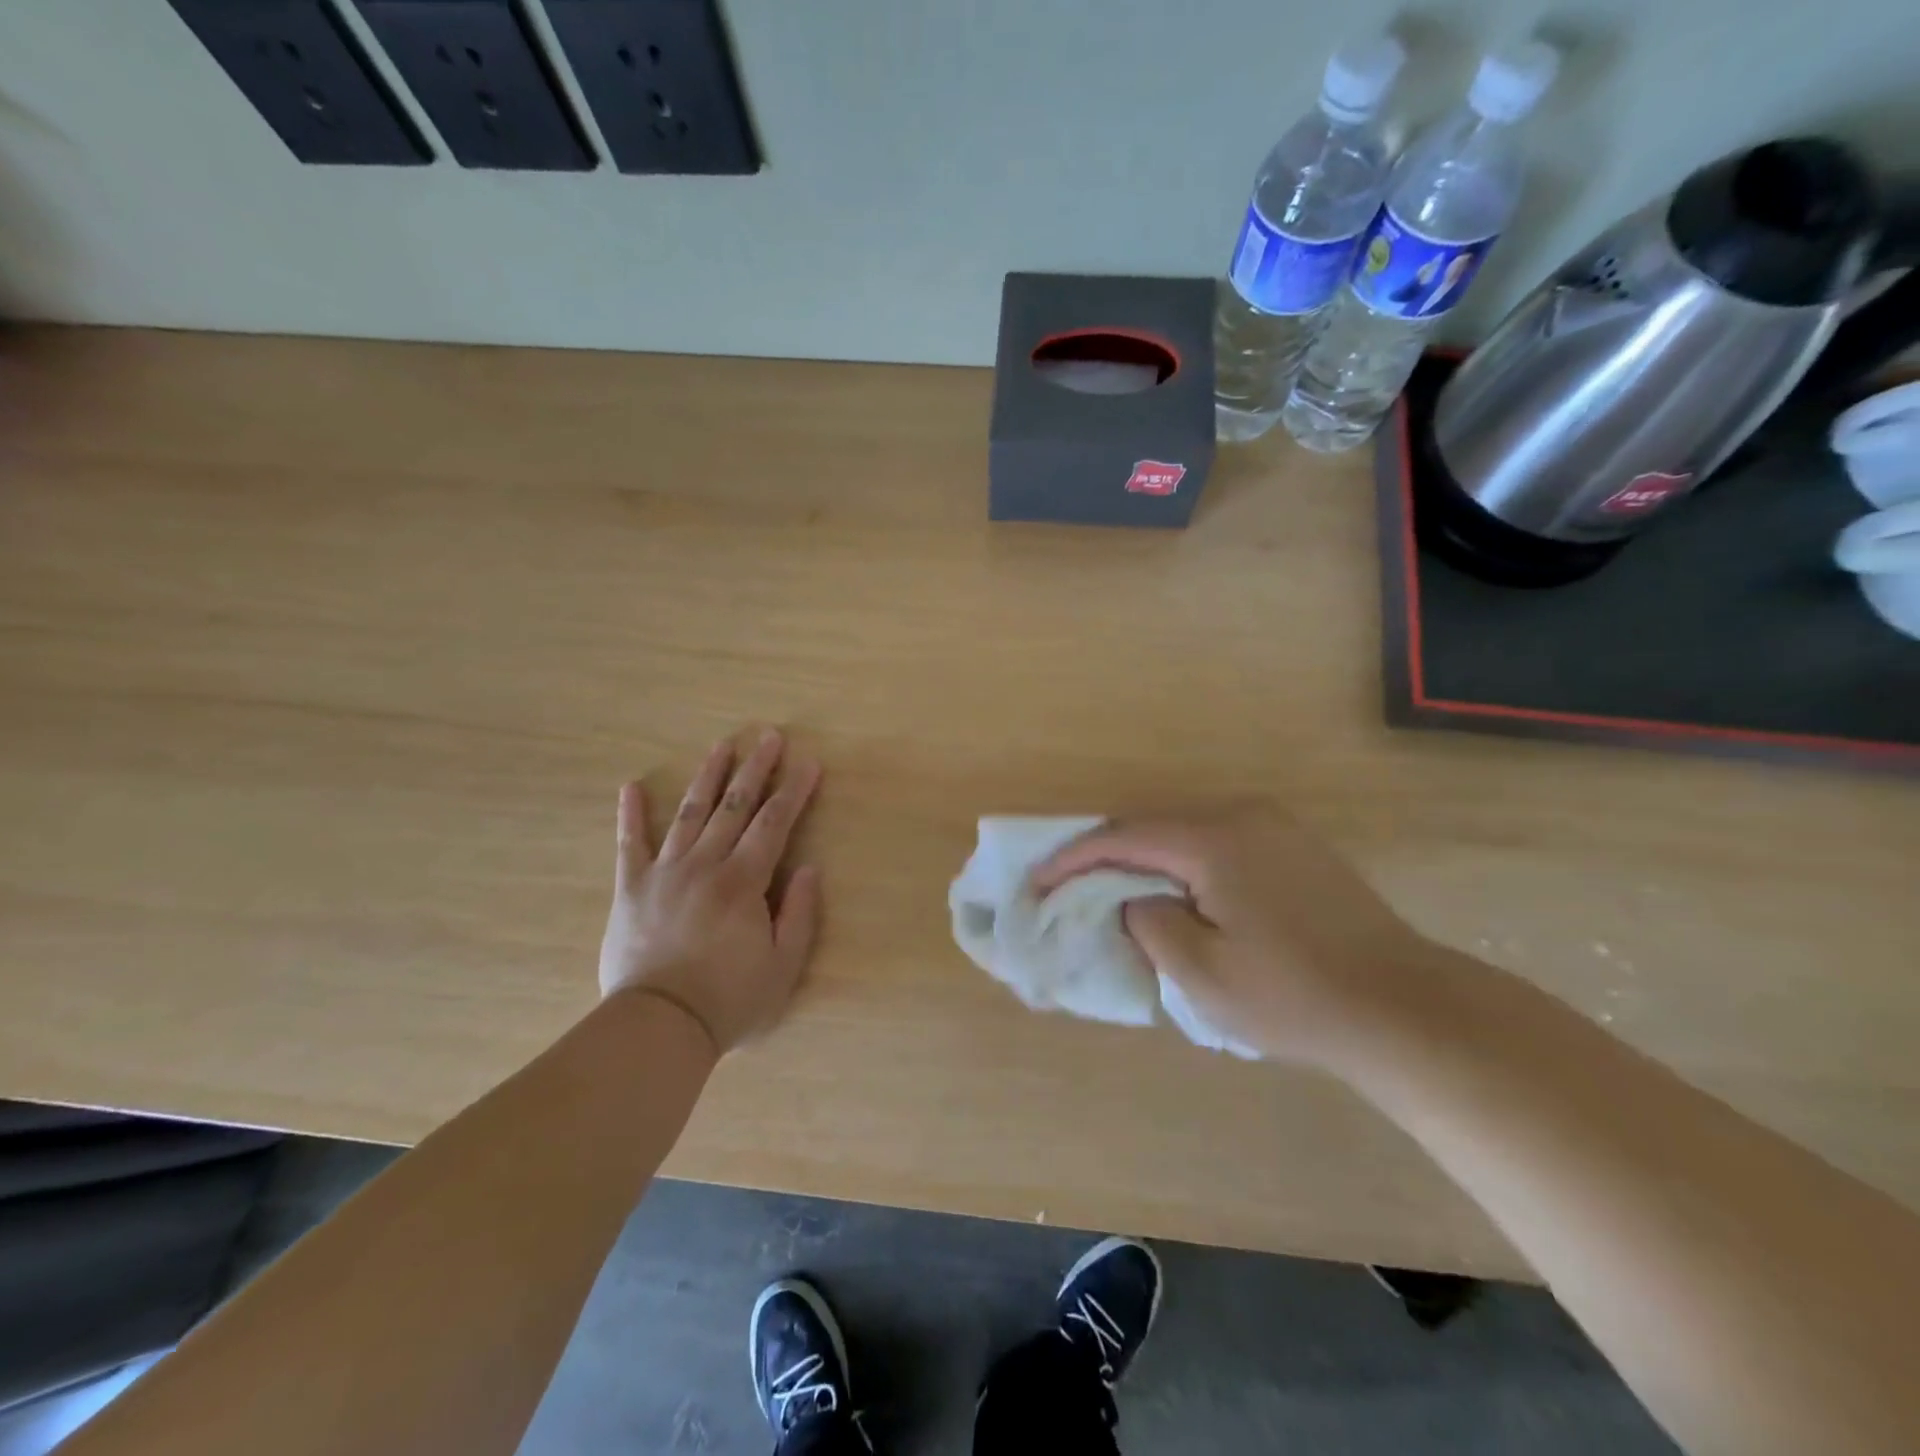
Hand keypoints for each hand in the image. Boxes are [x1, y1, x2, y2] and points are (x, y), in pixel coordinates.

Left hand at [598, 730, 822, 1053]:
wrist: (658, 1028)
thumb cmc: (729, 1000)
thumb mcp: (783, 967)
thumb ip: (800, 914)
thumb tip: (810, 868)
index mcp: (743, 882)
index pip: (774, 824)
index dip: (793, 791)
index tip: (808, 763)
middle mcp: (705, 865)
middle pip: (734, 806)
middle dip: (755, 769)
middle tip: (768, 736)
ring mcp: (664, 873)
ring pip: (689, 813)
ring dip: (707, 776)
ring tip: (721, 745)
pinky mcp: (631, 888)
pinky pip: (629, 844)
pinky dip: (630, 815)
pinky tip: (630, 786)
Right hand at [1033, 804, 1429, 1065]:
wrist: (1404, 1009)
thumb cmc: (1294, 996)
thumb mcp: (1202, 973)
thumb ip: (1150, 924)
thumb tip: (1135, 902)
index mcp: (1214, 839)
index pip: (1124, 837)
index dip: (1074, 858)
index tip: (1038, 881)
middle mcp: (1242, 816)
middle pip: (1153, 827)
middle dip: (1107, 856)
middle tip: (1070, 888)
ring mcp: (1274, 827)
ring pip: (1185, 833)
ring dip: (1146, 860)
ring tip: (1114, 893)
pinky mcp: (1295, 846)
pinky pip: (1217, 843)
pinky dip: (1183, 863)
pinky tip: (1176, 893)